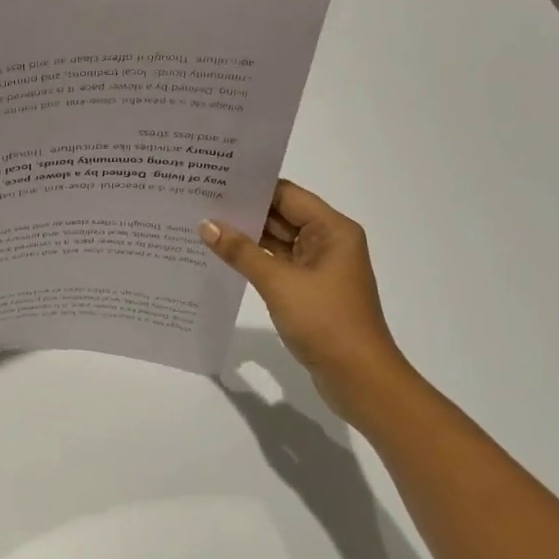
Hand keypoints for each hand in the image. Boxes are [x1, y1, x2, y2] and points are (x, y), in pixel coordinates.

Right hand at [201, 181, 406, 419]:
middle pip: (282, 216)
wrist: (359, 378)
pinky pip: (278, 265)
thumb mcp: (279, 283)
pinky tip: (223, 257)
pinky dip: (255, 261)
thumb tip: (207, 225)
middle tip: (200, 201)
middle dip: (245, 211)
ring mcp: (320, 268)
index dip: (252, 187)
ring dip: (247, 237)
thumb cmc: (325, 321)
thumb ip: (241, 252)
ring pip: (278, 242)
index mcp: (332, 230)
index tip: (214, 180)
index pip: (287, 195)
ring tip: (203, 225)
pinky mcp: (310, 290)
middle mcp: (328, 242)